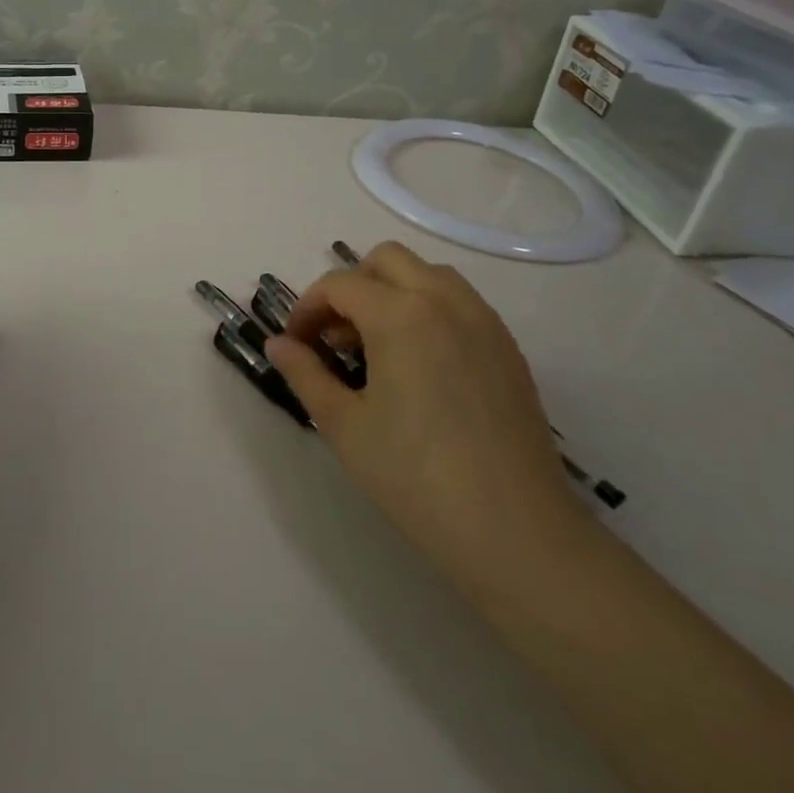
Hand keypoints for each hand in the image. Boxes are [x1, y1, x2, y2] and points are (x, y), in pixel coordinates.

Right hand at [266, 242, 587, 581]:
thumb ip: (305, 373)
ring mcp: (484, 322)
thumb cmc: (415, 477)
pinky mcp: (508, 348)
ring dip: (393, 292)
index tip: (296, 345)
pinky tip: (420, 365)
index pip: (339, 285)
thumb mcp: (343, 425)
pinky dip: (429, 310)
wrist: (515, 532)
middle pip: (386, 260)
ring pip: (428, 274)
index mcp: (400, 315)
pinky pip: (460, 303)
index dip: (307, 309)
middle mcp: (445, 302)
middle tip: (336, 338)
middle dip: (351, 287)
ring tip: (378, 347)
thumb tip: (279, 344)